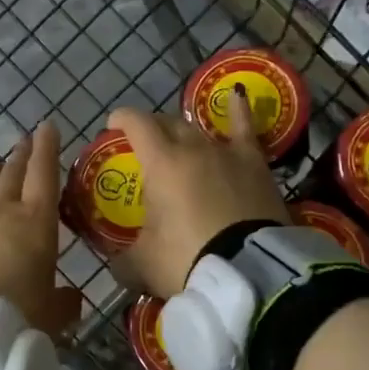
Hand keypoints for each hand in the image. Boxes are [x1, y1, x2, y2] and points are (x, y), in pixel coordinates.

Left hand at [0, 123, 81, 337]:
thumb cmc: (19, 315)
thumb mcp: (51, 315)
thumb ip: (64, 302)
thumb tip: (72, 298)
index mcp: (37, 223)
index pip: (44, 175)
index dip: (47, 148)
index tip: (46, 127)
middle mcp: (0, 210)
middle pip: (11, 174)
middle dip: (20, 156)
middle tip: (23, 143)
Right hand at [110, 90, 287, 298]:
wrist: (249, 272)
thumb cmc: (188, 260)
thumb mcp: (143, 266)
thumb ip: (124, 260)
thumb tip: (117, 264)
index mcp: (161, 163)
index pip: (136, 124)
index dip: (121, 119)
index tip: (112, 126)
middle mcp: (193, 148)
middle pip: (168, 123)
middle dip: (152, 128)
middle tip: (144, 145)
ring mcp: (227, 153)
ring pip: (201, 129)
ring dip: (185, 132)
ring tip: (179, 140)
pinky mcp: (256, 165)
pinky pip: (245, 130)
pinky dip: (238, 113)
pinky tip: (237, 97)